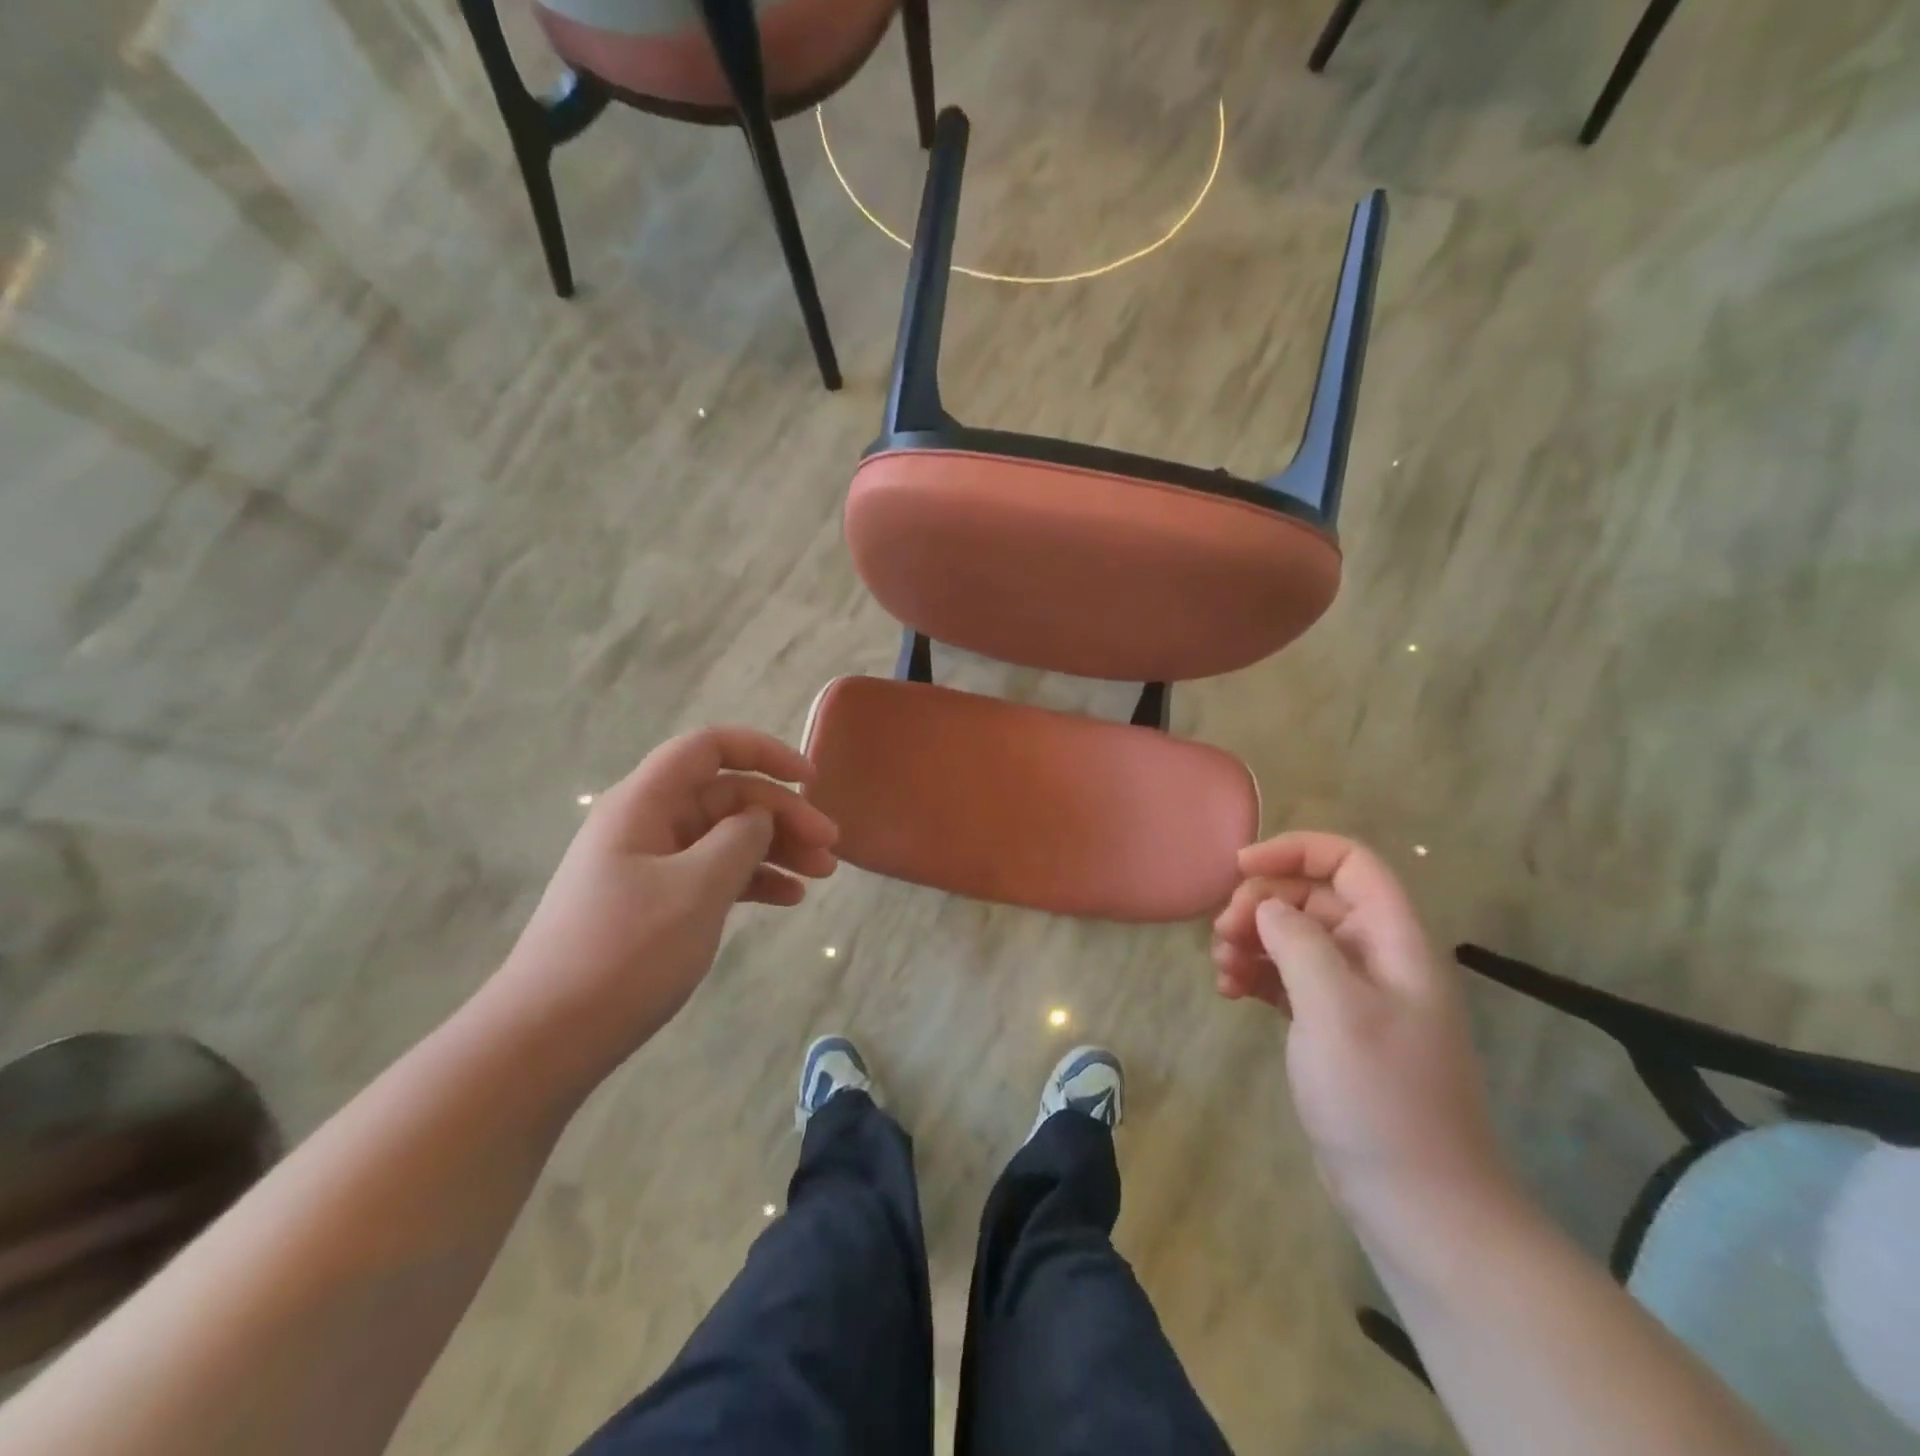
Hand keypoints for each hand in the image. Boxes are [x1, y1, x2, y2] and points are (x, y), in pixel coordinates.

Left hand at [491, 727, 837, 1071]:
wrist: (547, 1039)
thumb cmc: (625, 953)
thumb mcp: (696, 889)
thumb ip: (739, 839)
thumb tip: (758, 818)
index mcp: (646, 803)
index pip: (709, 748)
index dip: (764, 752)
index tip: (810, 779)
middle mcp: (647, 823)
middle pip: (727, 796)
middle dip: (783, 815)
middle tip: (830, 848)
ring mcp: (649, 865)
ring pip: (726, 837)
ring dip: (776, 849)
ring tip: (822, 876)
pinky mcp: (654, 903)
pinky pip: (713, 874)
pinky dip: (753, 880)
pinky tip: (788, 899)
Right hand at [1211, 832, 1517, 1247]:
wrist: (1419, 1204)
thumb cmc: (1380, 1098)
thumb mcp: (1335, 1008)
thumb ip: (1298, 941)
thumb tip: (1268, 906)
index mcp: (1394, 942)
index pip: (1350, 863)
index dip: (1295, 852)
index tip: (1238, 868)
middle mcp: (1377, 959)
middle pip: (1313, 899)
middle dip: (1261, 904)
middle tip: (1222, 934)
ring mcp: (1355, 997)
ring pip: (1295, 939)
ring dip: (1252, 940)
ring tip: (1220, 968)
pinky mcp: (1333, 1029)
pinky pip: (1288, 980)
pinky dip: (1256, 976)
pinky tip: (1228, 993)